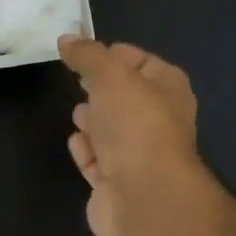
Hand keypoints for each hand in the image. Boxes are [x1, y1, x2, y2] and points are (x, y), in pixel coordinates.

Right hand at [59, 34, 216, 235]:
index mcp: (168, 87)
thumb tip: (67, 39)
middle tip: (79, 85)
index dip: (110, 54)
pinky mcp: (117, 183)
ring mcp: (139, 154)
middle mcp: (158, 119)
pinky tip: (80, 146)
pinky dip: (86, 152)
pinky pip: (96, 159)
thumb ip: (87, 55)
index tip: (81, 54)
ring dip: (91, 122)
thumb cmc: (135, 124)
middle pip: (121, 97)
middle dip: (98, 91)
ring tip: (80, 119)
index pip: (138, 60)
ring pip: (108, 129)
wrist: (143, 196)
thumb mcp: (110, 75)